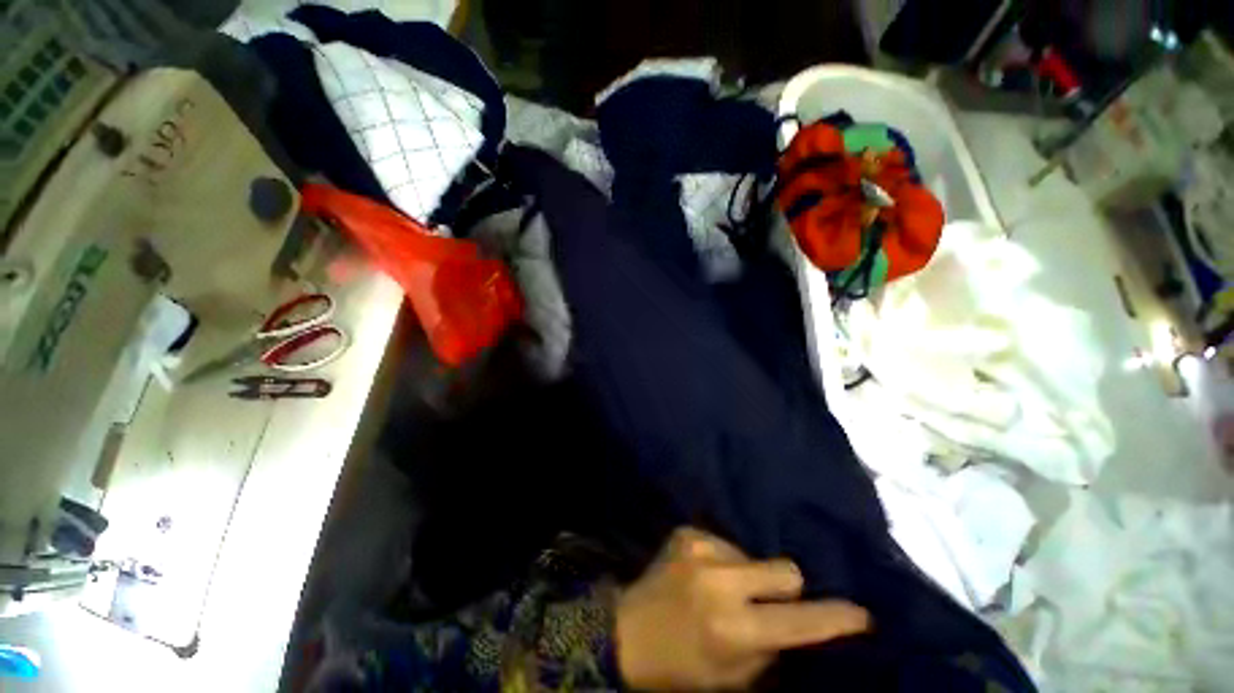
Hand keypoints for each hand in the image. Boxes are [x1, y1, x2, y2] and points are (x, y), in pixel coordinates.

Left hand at [615, 528, 870, 690]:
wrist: (626, 631)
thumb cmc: (681, 668)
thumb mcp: (732, 679)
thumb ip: (770, 650)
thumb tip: (800, 624)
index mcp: (732, 628)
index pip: (799, 622)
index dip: (835, 618)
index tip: (862, 614)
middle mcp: (719, 580)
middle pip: (785, 569)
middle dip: (788, 588)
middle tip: (770, 603)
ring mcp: (700, 548)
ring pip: (754, 554)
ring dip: (749, 574)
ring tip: (724, 590)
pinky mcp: (686, 532)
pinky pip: (725, 543)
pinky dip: (724, 561)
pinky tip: (704, 575)